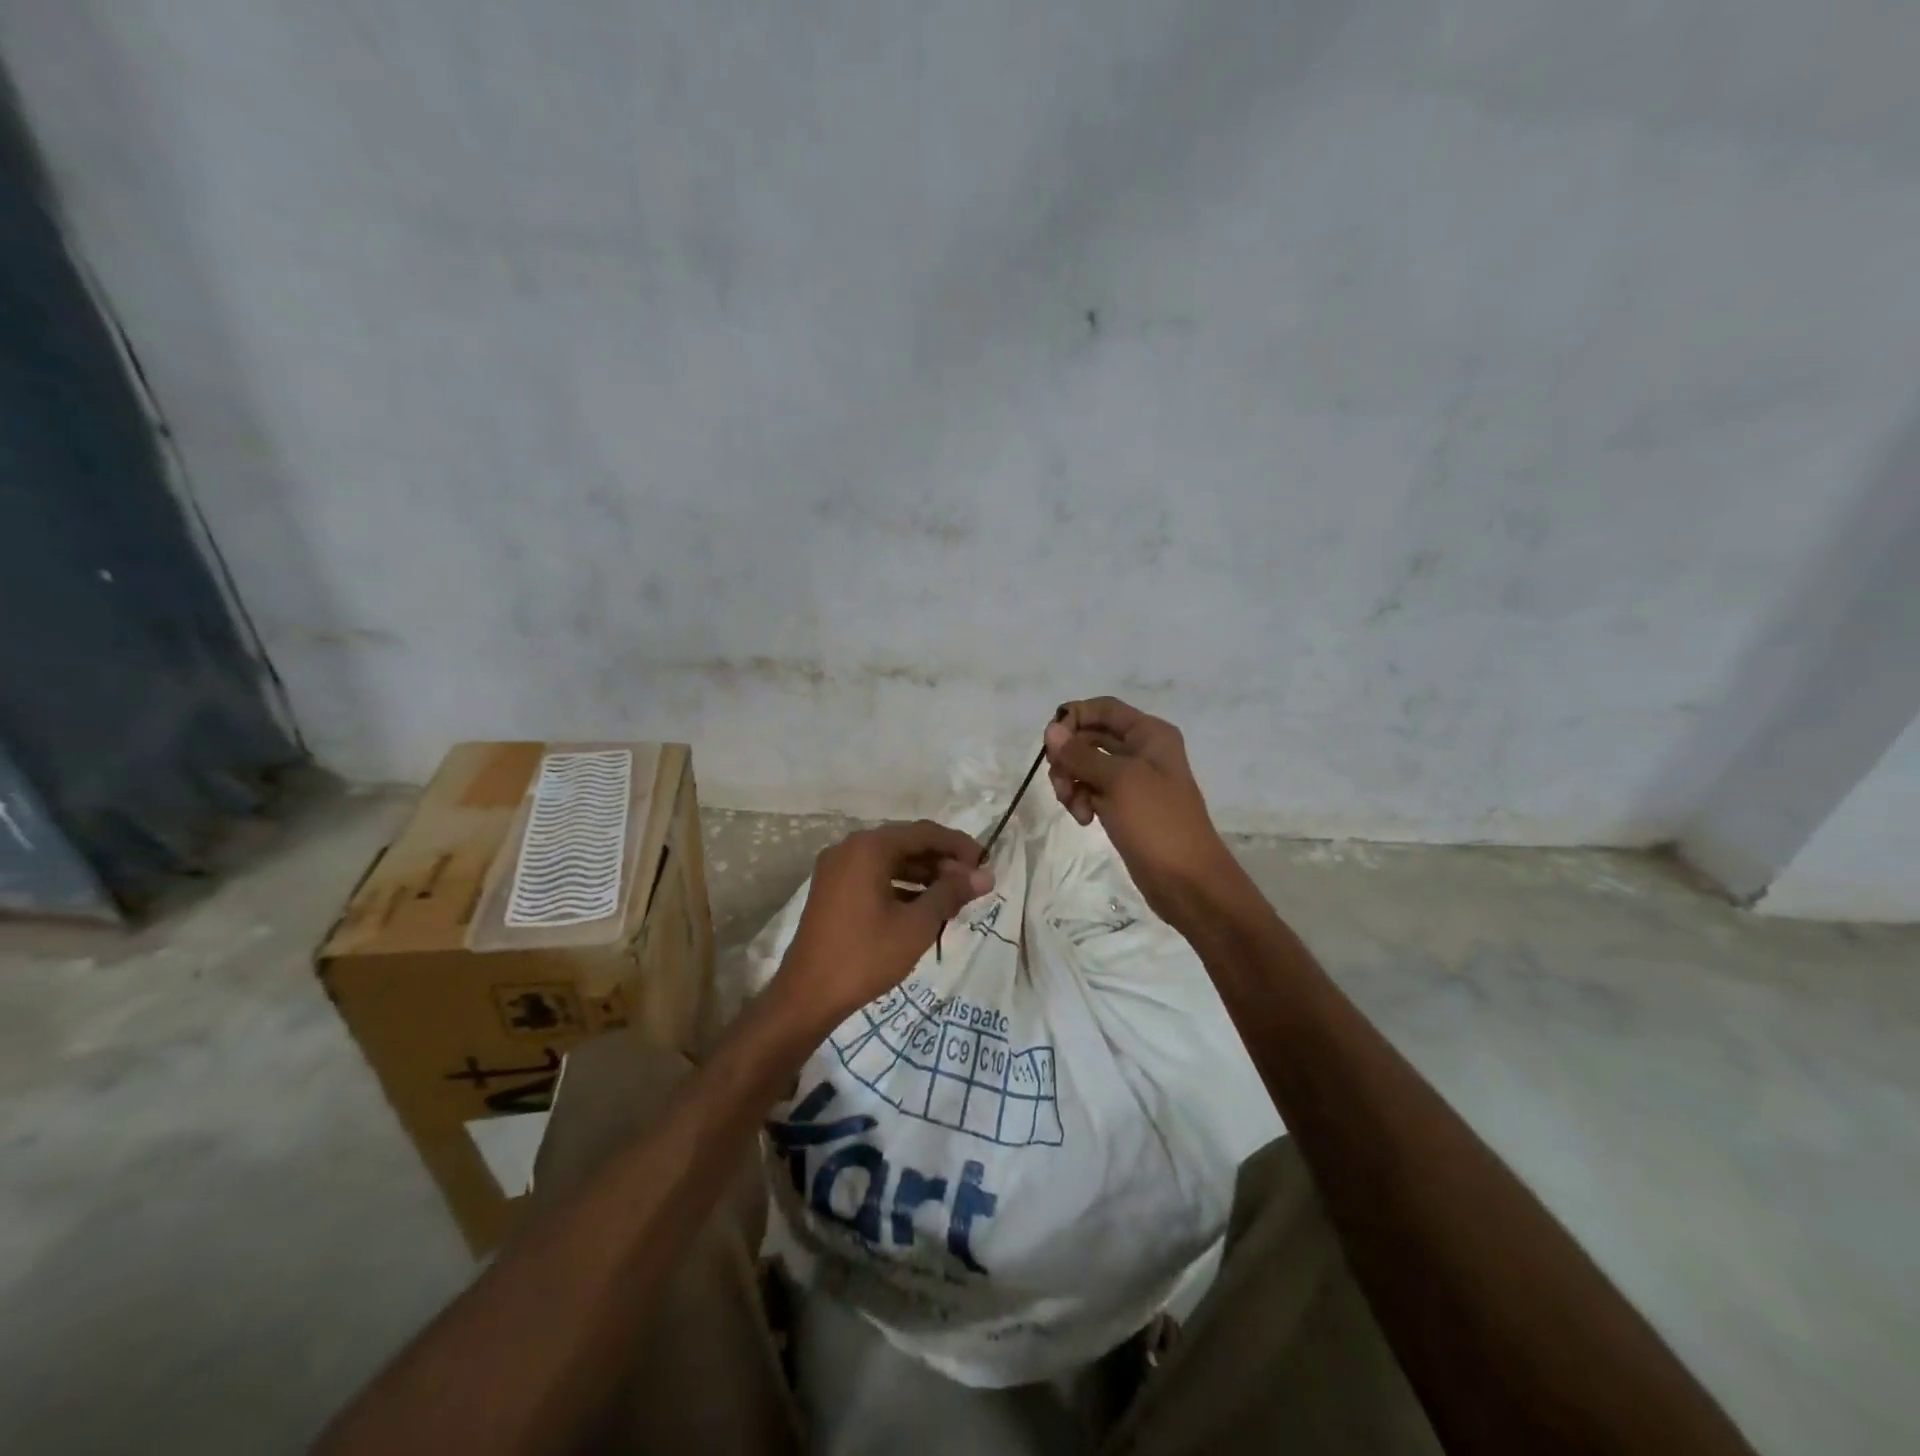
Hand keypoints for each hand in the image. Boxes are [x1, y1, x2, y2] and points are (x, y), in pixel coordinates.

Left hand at [772, 820, 994, 1027]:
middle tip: (970, 885)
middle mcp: (850, 848)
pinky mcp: (831, 889)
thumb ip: (951, 893)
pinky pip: (873, 875)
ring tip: (952, 898)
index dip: (959, 846)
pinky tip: (921, 907)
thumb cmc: (866, 956)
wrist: (808, 995)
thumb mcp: (916, 925)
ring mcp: (836, 868)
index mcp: (869, 847)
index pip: (924, 832)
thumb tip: (985, 875)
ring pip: (890, 860)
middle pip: (906, 842)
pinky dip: (900, 885)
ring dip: (922, 874)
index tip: (985, 865)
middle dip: (941, 861)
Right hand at [1044, 697, 1239, 926]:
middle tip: (1059, 780)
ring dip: (1072, 782)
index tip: (1051, 742)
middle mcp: (1141, 751)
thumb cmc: (1158, 823)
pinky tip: (1084, 820)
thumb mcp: (1118, 782)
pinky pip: (1091, 791)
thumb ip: (1081, 754)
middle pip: (1090, 736)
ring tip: (1075, 807)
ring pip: (1086, 766)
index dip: (1074, 718)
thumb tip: (1051, 730)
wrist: (1188, 882)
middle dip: (1068, 756)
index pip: (1103, 708)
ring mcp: (1132, 780)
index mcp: (1149, 734)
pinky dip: (1081, 801)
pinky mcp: (1123, 806)